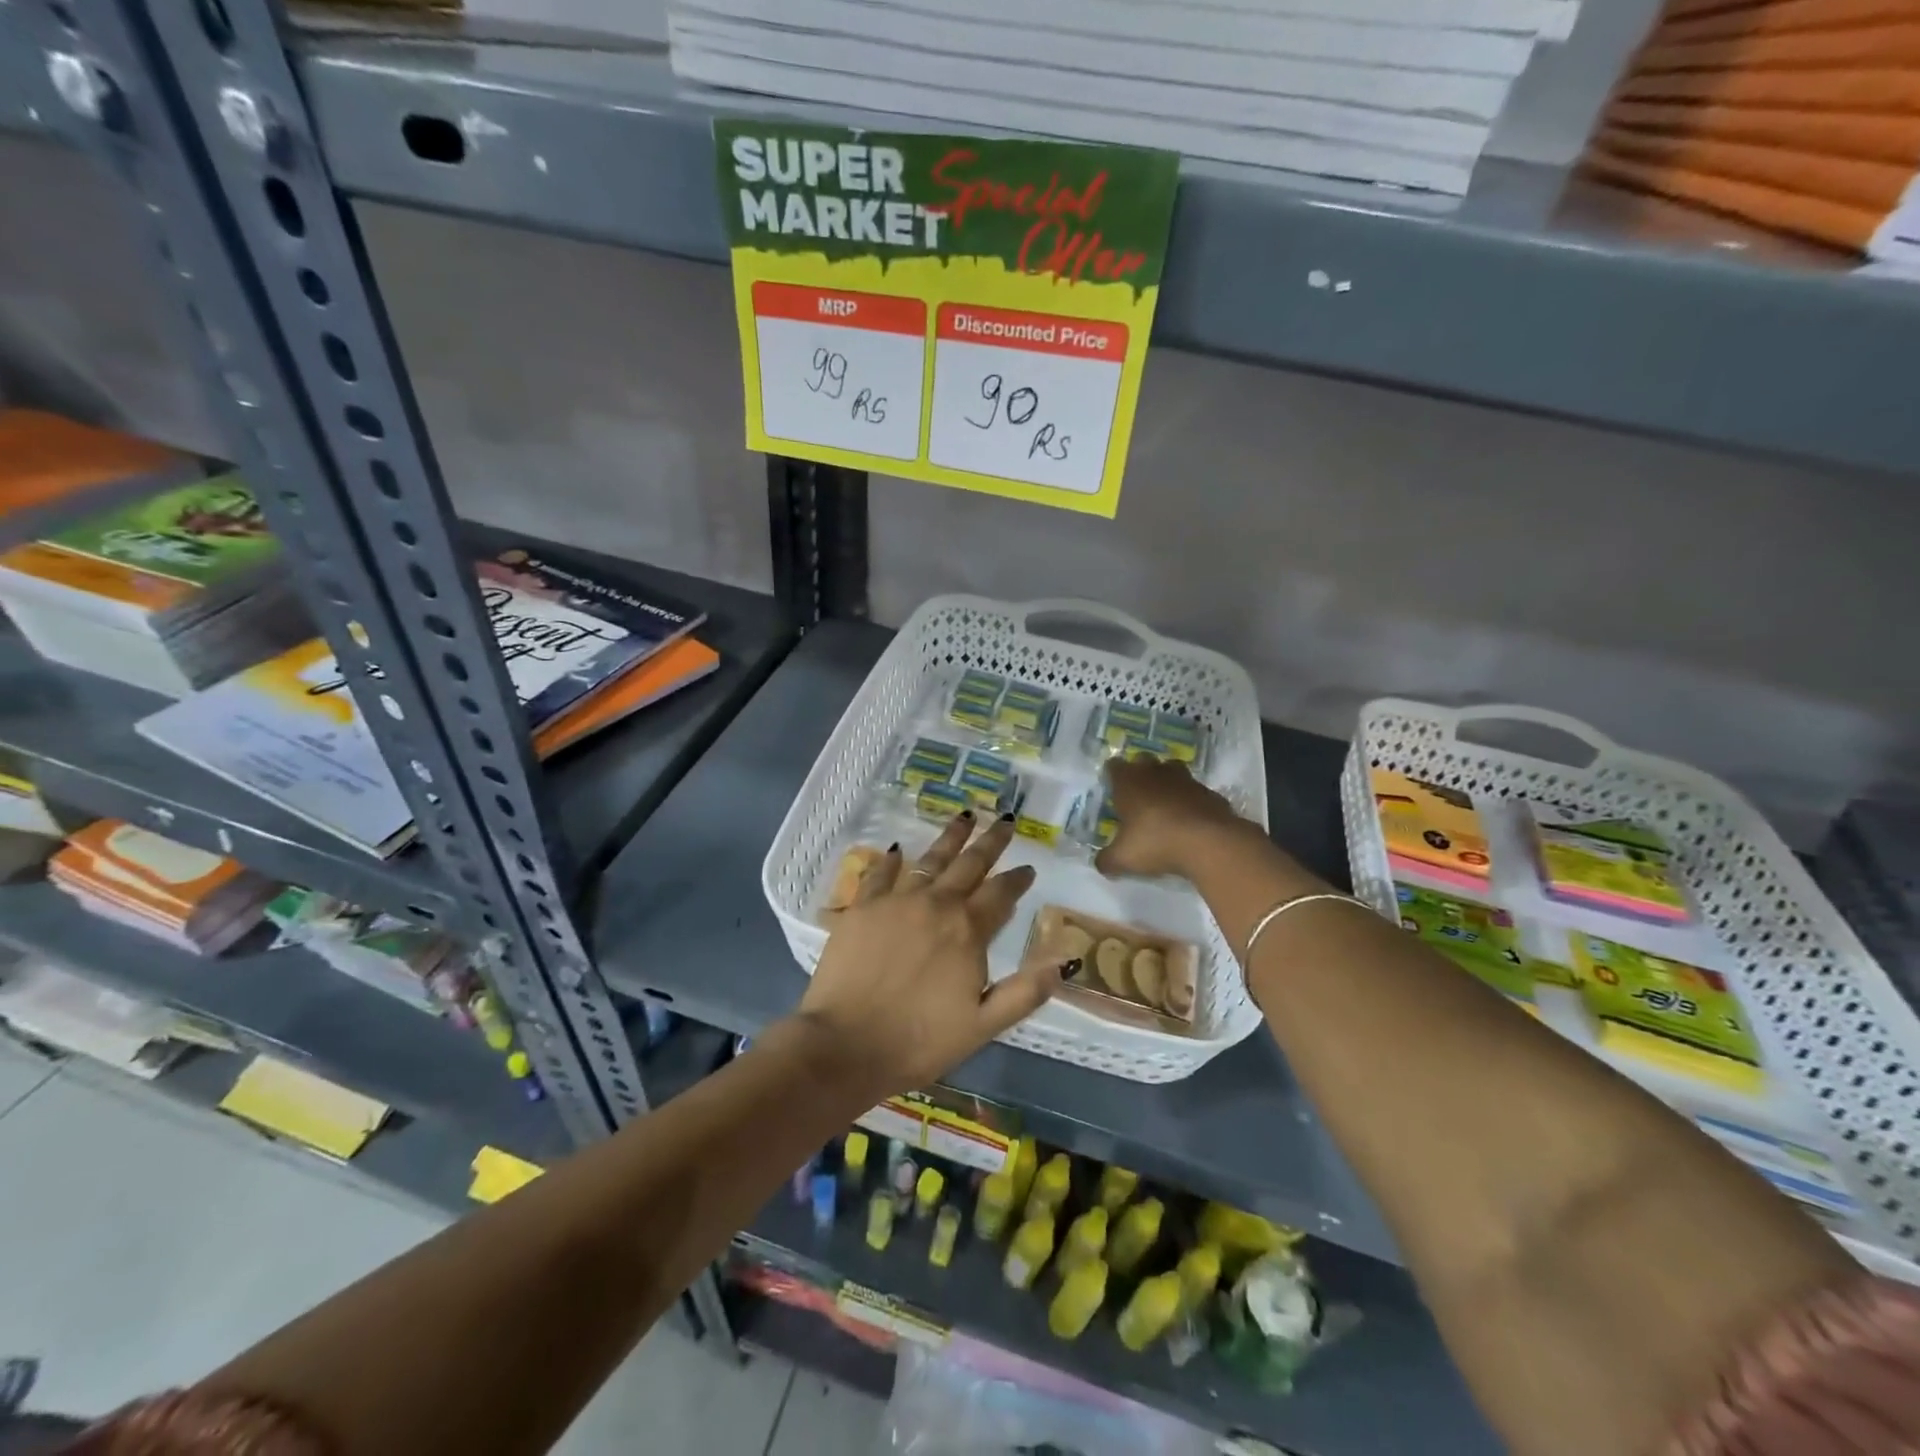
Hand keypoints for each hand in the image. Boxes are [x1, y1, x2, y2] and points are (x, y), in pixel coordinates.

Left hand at [794, 813, 1069, 1097]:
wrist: (845, 1045)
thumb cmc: (919, 1040)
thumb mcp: (983, 1026)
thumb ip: (1025, 991)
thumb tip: (1063, 961)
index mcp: (967, 930)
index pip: (1001, 894)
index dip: (1017, 880)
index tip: (1028, 868)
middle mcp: (935, 904)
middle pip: (970, 864)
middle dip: (991, 842)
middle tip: (1005, 820)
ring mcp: (896, 901)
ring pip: (930, 859)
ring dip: (950, 837)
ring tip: (964, 816)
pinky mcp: (862, 907)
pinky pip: (880, 874)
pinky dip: (892, 860)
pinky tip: (899, 849)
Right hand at [1097, 755, 1256, 880]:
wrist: (1210, 843)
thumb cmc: (1156, 842)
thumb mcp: (1123, 858)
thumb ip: (1107, 860)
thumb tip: (1101, 864)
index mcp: (1129, 782)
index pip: (1113, 766)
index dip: (1111, 776)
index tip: (1112, 791)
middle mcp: (1155, 773)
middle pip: (1143, 761)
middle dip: (1140, 774)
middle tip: (1137, 797)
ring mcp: (1186, 780)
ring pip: (1172, 771)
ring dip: (1167, 783)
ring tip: (1164, 806)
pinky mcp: (1210, 793)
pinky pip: (1195, 792)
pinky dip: (1190, 801)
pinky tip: (1190, 821)